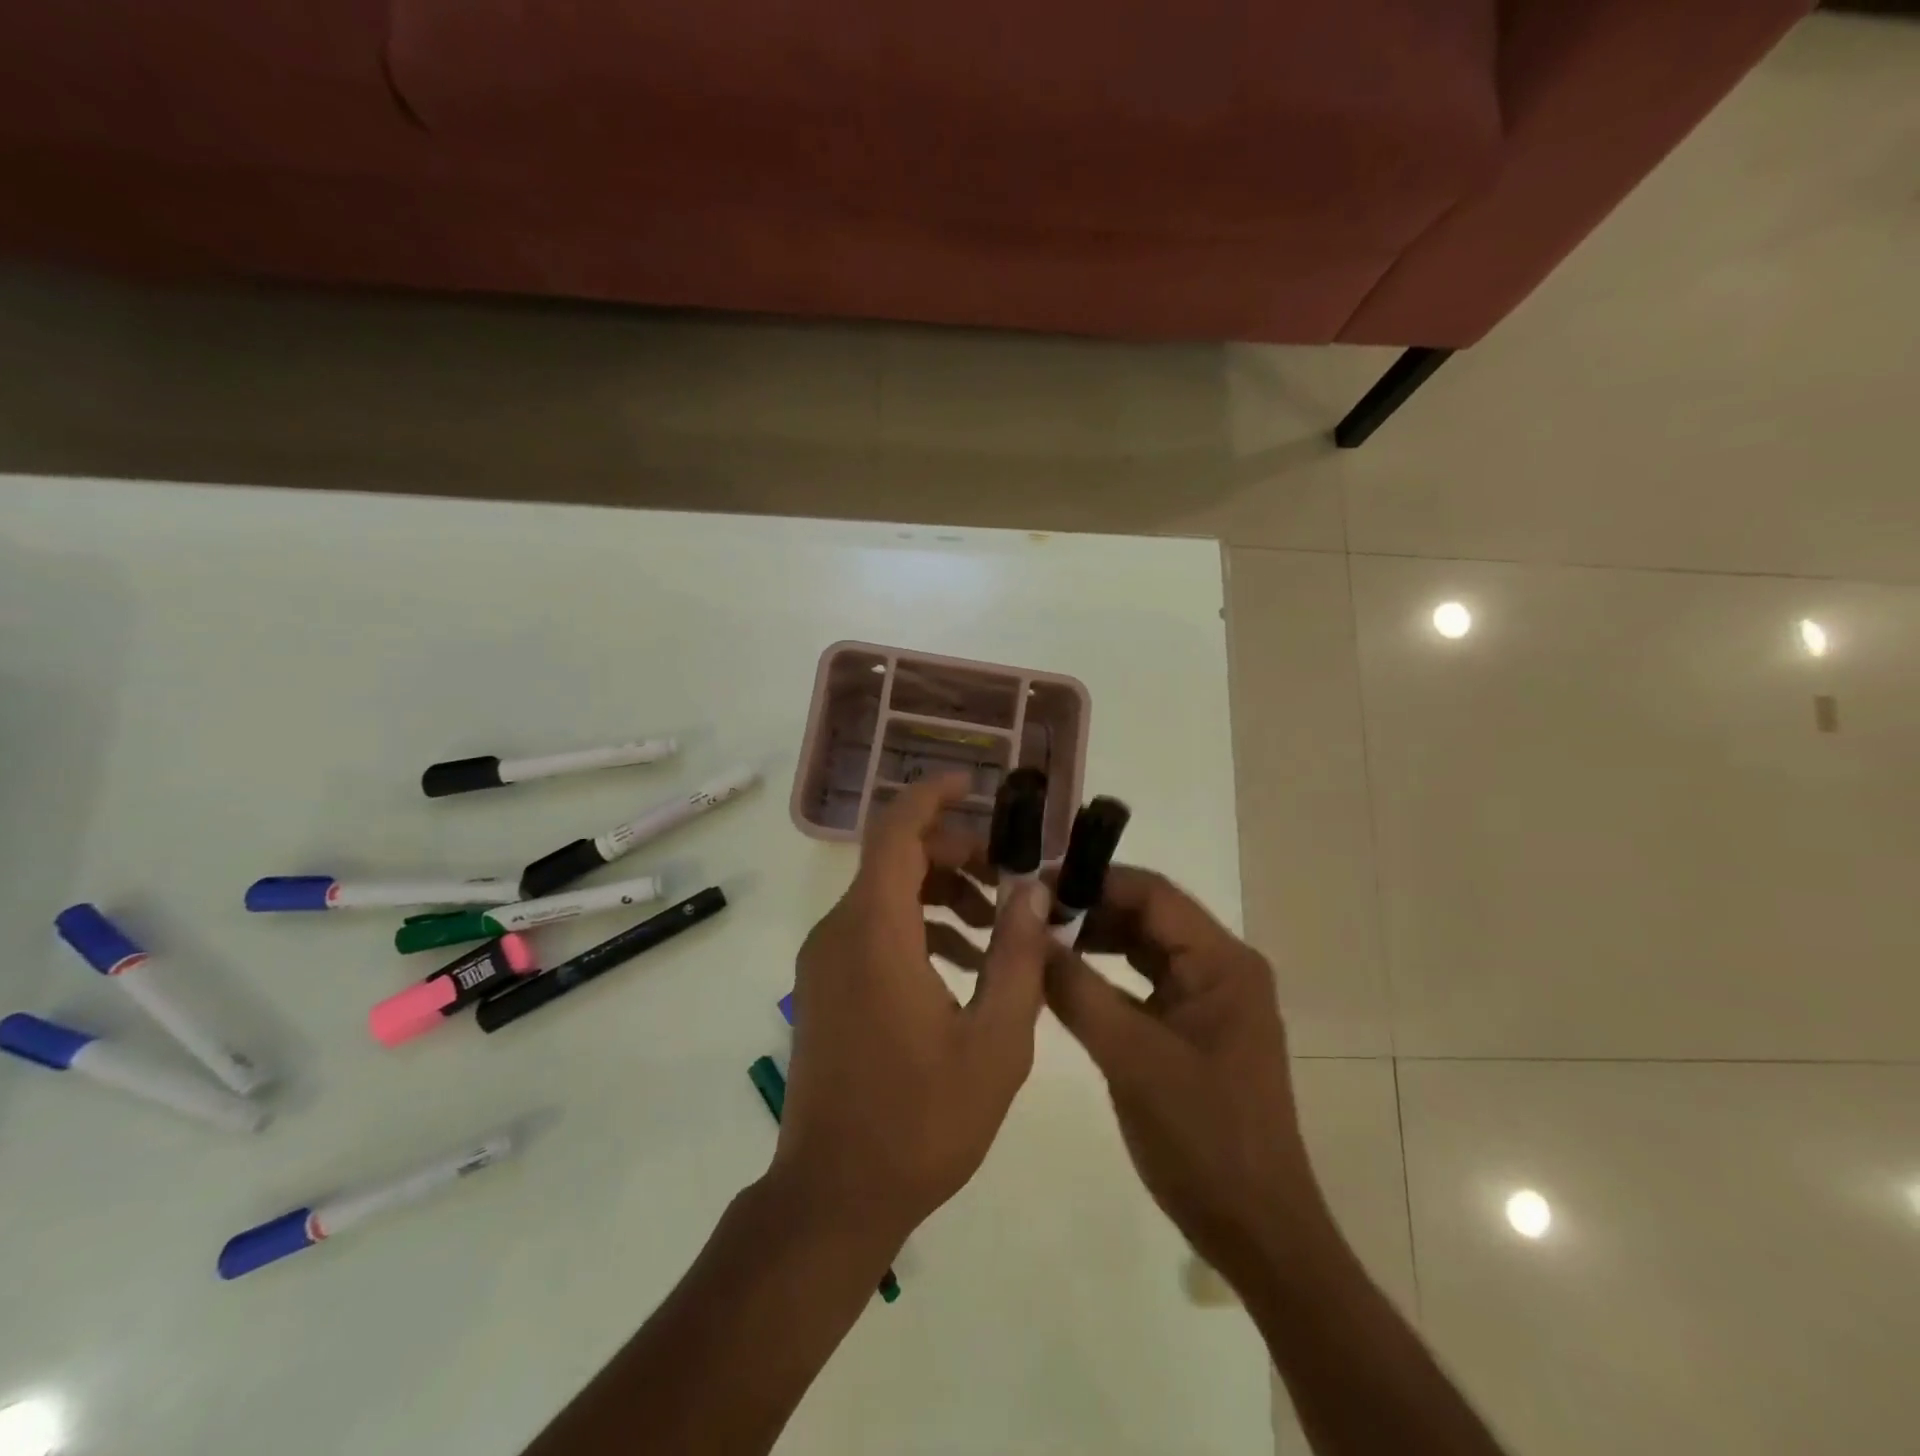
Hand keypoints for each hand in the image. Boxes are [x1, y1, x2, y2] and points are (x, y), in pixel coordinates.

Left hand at [779, 775, 1052, 1250]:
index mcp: (874, 932)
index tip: (975, 784)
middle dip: (956, 854)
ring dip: (940, 893)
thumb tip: (1032, 890)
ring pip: (885, 894)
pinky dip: (917, 926)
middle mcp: (839, 932)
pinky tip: (962, 965)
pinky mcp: (824, 986)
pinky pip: (873, 929)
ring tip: (996, 927)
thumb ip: (1018, 956)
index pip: (897, 831)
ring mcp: (825, 960)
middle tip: (1009, 880)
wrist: (833, 1196)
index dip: (933, 796)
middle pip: (896, 859)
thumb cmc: (921, 1121)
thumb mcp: (995, 1041)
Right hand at [1042, 868, 1326, 1293]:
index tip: (1036, 883)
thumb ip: (1076, 990)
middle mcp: (1220, 967)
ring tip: (1037, 936)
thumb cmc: (1201, 1137)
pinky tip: (1064, 976)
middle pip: (1148, 915)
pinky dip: (1105, 974)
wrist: (1255, 1230)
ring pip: (1143, 947)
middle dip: (1089, 909)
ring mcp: (1208, 997)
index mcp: (1222, 962)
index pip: (1152, 894)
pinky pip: (1144, 981)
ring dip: (1094, 939)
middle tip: (1026, 910)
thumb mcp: (1130, 1057)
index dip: (1093, 881)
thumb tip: (1027, 934)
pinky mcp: (1193, 1026)